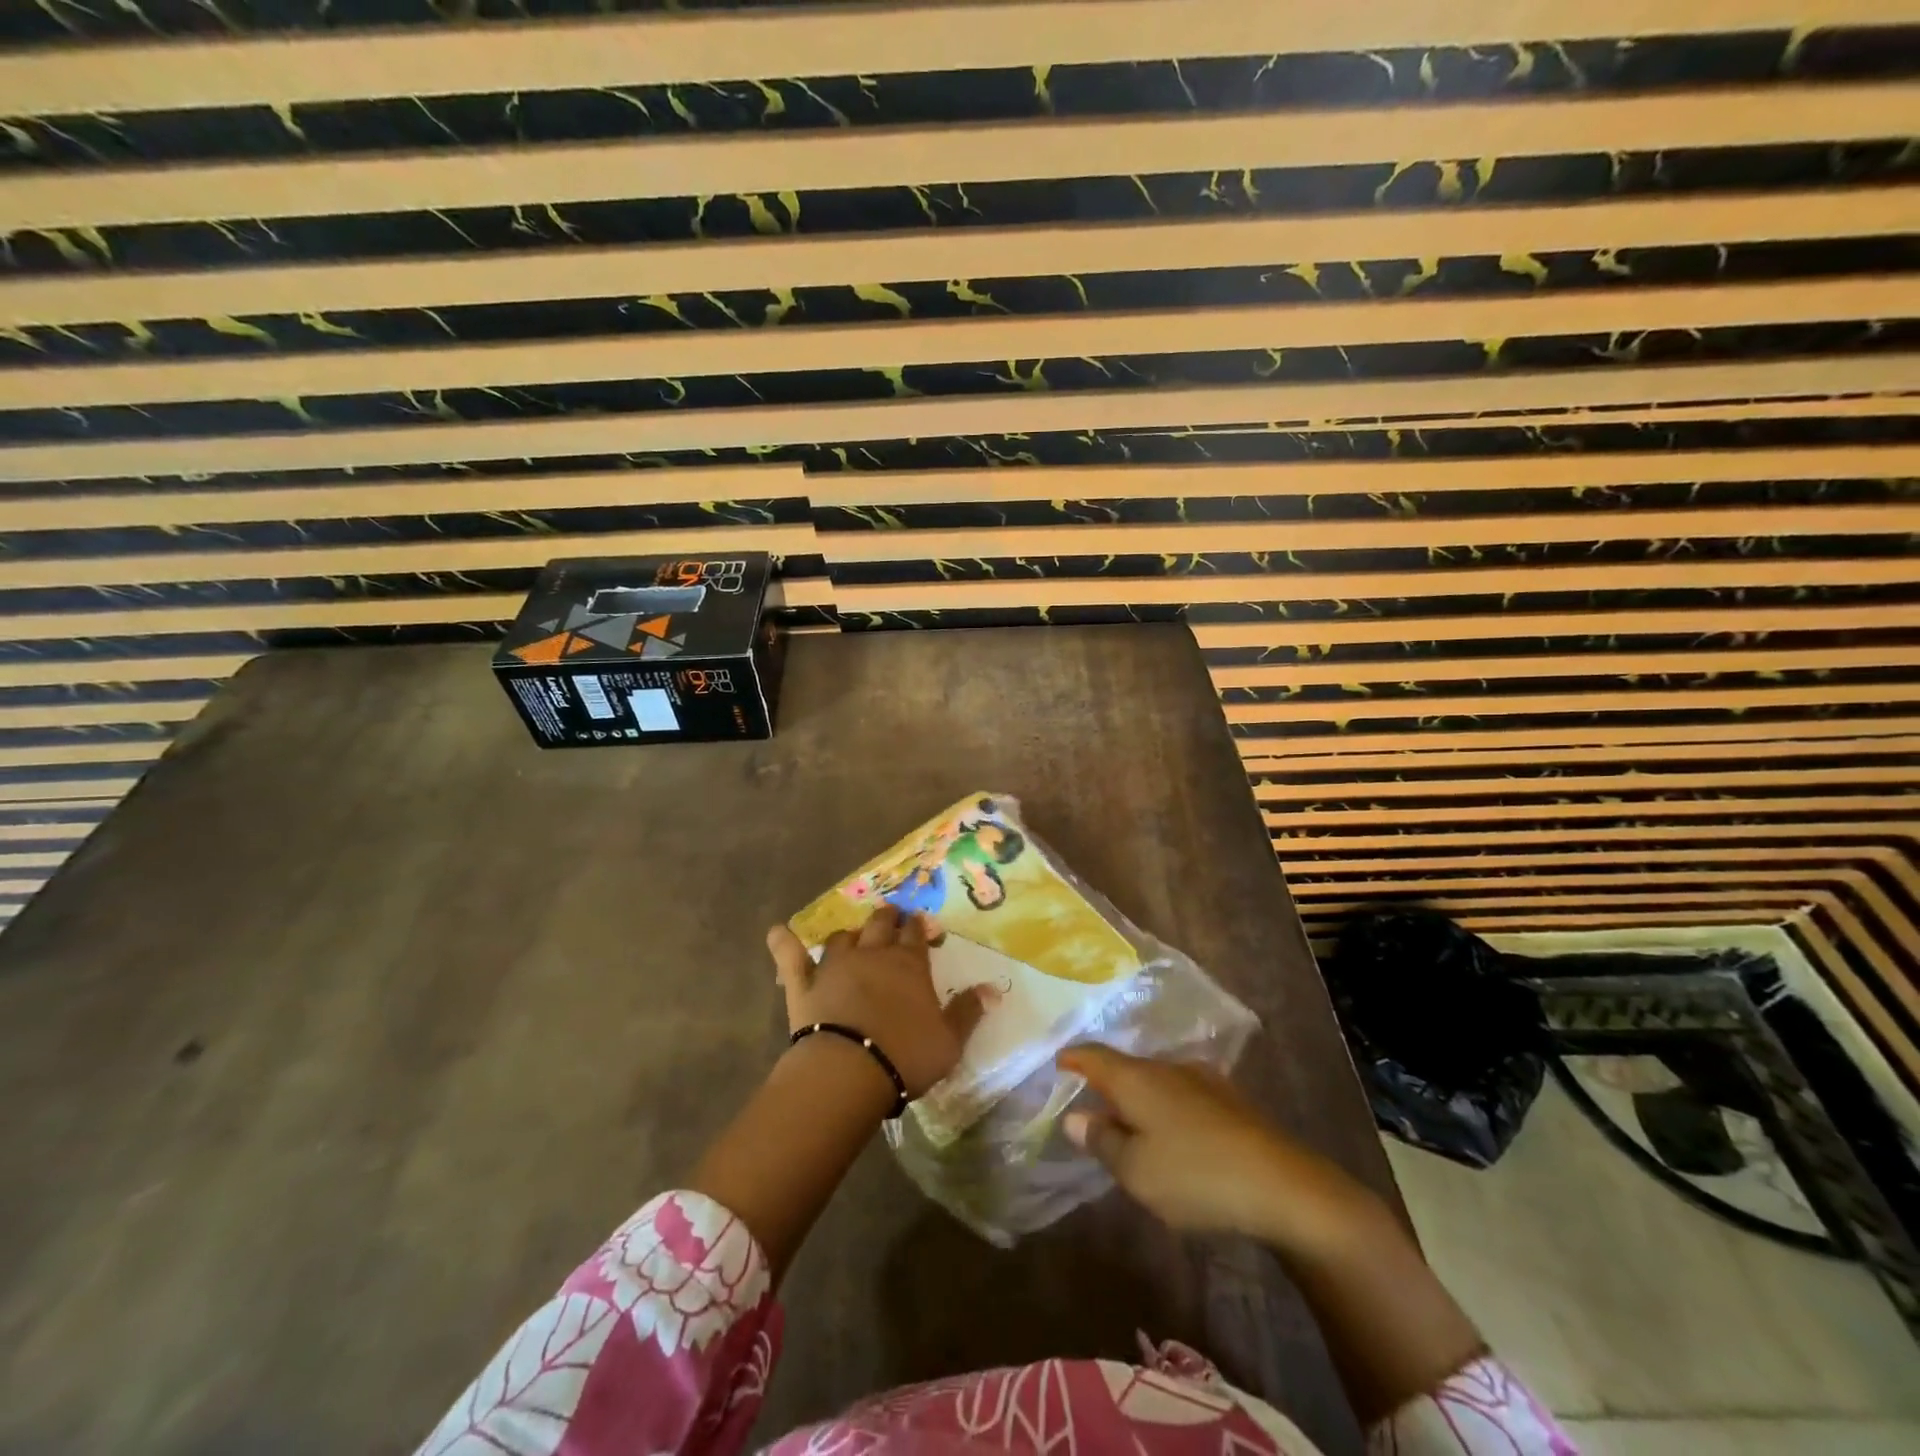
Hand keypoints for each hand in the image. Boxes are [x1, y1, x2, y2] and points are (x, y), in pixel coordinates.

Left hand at [767, 906, 985, 1097]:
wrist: (849, 1069)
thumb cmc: (905, 1054)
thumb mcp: (949, 1040)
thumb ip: (969, 1011)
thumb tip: (993, 990)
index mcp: (909, 963)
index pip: (916, 934)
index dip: (919, 927)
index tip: (920, 925)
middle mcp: (872, 953)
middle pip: (881, 924)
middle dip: (887, 918)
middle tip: (890, 918)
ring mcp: (835, 965)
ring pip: (842, 937)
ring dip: (849, 935)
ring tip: (853, 938)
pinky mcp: (803, 983)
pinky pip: (790, 956)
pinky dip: (783, 942)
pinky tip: (777, 932)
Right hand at [1059, 1045, 1369, 1251]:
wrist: (1284, 1187)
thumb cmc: (1195, 1175)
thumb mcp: (1136, 1170)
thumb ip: (1102, 1141)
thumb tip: (1074, 1117)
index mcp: (1137, 1078)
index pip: (1094, 1055)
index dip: (1073, 1058)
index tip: (1057, 1062)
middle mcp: (1167, 1067)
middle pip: (1126, 1067)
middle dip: (1106, 1083)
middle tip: (1090, 1105)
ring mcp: (1203, 1081)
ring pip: (1157, 1081)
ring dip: (1139, 1098)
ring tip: (1130, 1124)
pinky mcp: (1230, 1101)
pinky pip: (1182, 1095)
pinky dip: (1166, 1109)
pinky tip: (1173, 1135)